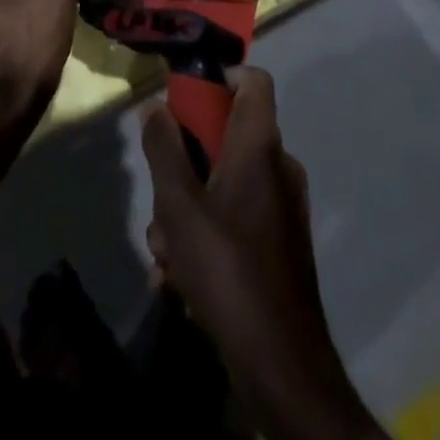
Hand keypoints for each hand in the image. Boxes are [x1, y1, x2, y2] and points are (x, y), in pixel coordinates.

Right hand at [143, 68, 390, 439]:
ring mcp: (283, 207)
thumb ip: (163, 149)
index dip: (221, 75)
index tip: (185, 94)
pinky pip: (237, 214)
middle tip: (160, 192)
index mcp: (260, 146)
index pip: (253, 79)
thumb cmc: (227, 269)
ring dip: (189, 205)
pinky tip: (182, 274)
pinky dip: (208, 231)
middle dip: (186, 159)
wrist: (281, 364)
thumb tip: (156, 107)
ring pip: (226, 180)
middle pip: (228, 133)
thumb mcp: (178, 205)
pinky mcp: (280, 243)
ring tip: (165, 248)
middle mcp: (279, 166)